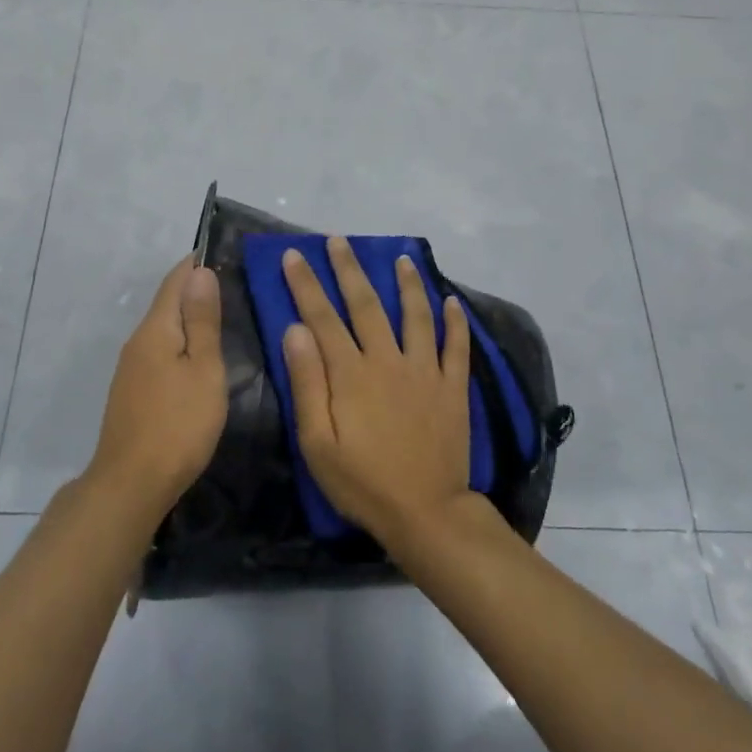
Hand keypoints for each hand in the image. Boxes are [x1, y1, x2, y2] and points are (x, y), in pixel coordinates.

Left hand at [88, 257, 226, 523]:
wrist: (132, 483)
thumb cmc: (178, 424)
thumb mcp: (204, 370)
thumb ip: (203, 321)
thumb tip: (200, 272)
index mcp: (155, 329)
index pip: (175, 280)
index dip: (198, 264)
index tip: (226, 254)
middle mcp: (138, 341)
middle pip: (168, 303)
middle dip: (197, 290)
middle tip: (237, 286)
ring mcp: (131, 368)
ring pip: (164, 330)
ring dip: (190, 319)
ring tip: (225, 319)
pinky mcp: (132, 391)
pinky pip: (160, 352)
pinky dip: (182, 344)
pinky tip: (200, 358)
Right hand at [280, 237, 471, 548]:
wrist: (425, 511)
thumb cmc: (362, 482)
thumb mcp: (317, 443)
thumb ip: (308, 384)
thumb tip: (296, 330)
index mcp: (351, 374)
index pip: (323, 317)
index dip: (306, 284)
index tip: (295, 255)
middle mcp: (388, 360)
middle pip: (366, 304)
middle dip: (349, 268)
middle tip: (338, 240)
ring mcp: (425, 371)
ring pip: (416, 315)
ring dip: (407, 283)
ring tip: (401, 257)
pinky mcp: (452, 387)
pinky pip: (456, 346)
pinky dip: (456, 321)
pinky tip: (453, 301)